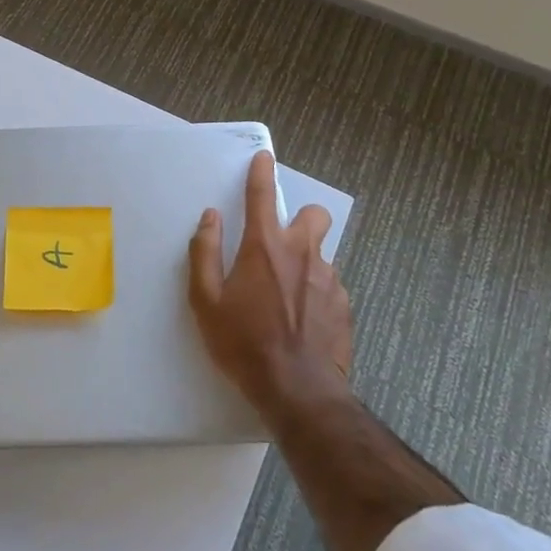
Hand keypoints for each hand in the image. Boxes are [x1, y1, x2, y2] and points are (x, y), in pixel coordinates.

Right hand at [189, 150, 351, 418]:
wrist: (298, 392)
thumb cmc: (243, 343)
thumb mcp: (206, 300)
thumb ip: (205, 252)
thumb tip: (211, 218)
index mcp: (265, 247)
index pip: (263, 196)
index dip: (262, 172)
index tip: (265, 158)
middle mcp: (302, 254)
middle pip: (314, 215)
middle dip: (301, 218)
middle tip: (281, 242)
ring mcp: (329, 280)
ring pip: (321, 254)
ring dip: (305, 262)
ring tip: (286, 295)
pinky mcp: (345, 307)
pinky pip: (329, 286)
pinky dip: (316, 292)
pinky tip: (302, 319)